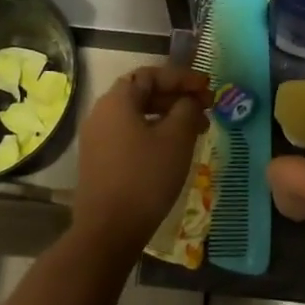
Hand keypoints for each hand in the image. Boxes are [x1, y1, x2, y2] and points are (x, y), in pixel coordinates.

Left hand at [70, 66, 211, 253]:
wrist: (109, 230)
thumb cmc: (145, 177)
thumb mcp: (176, 139)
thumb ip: (187, 110)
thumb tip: (190, 101)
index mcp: (116, 101)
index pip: (151, 74)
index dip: (181, 77)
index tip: (207, 87)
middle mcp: (101, 114)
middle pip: (142, 93)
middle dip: (177, 97)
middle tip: (206, 108)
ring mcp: (97, 139)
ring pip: (137, 116)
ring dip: (168, 117)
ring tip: (197, 130)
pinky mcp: (99, 161)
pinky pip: (129, 135)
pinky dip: (154, 133)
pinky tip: (174, 149)